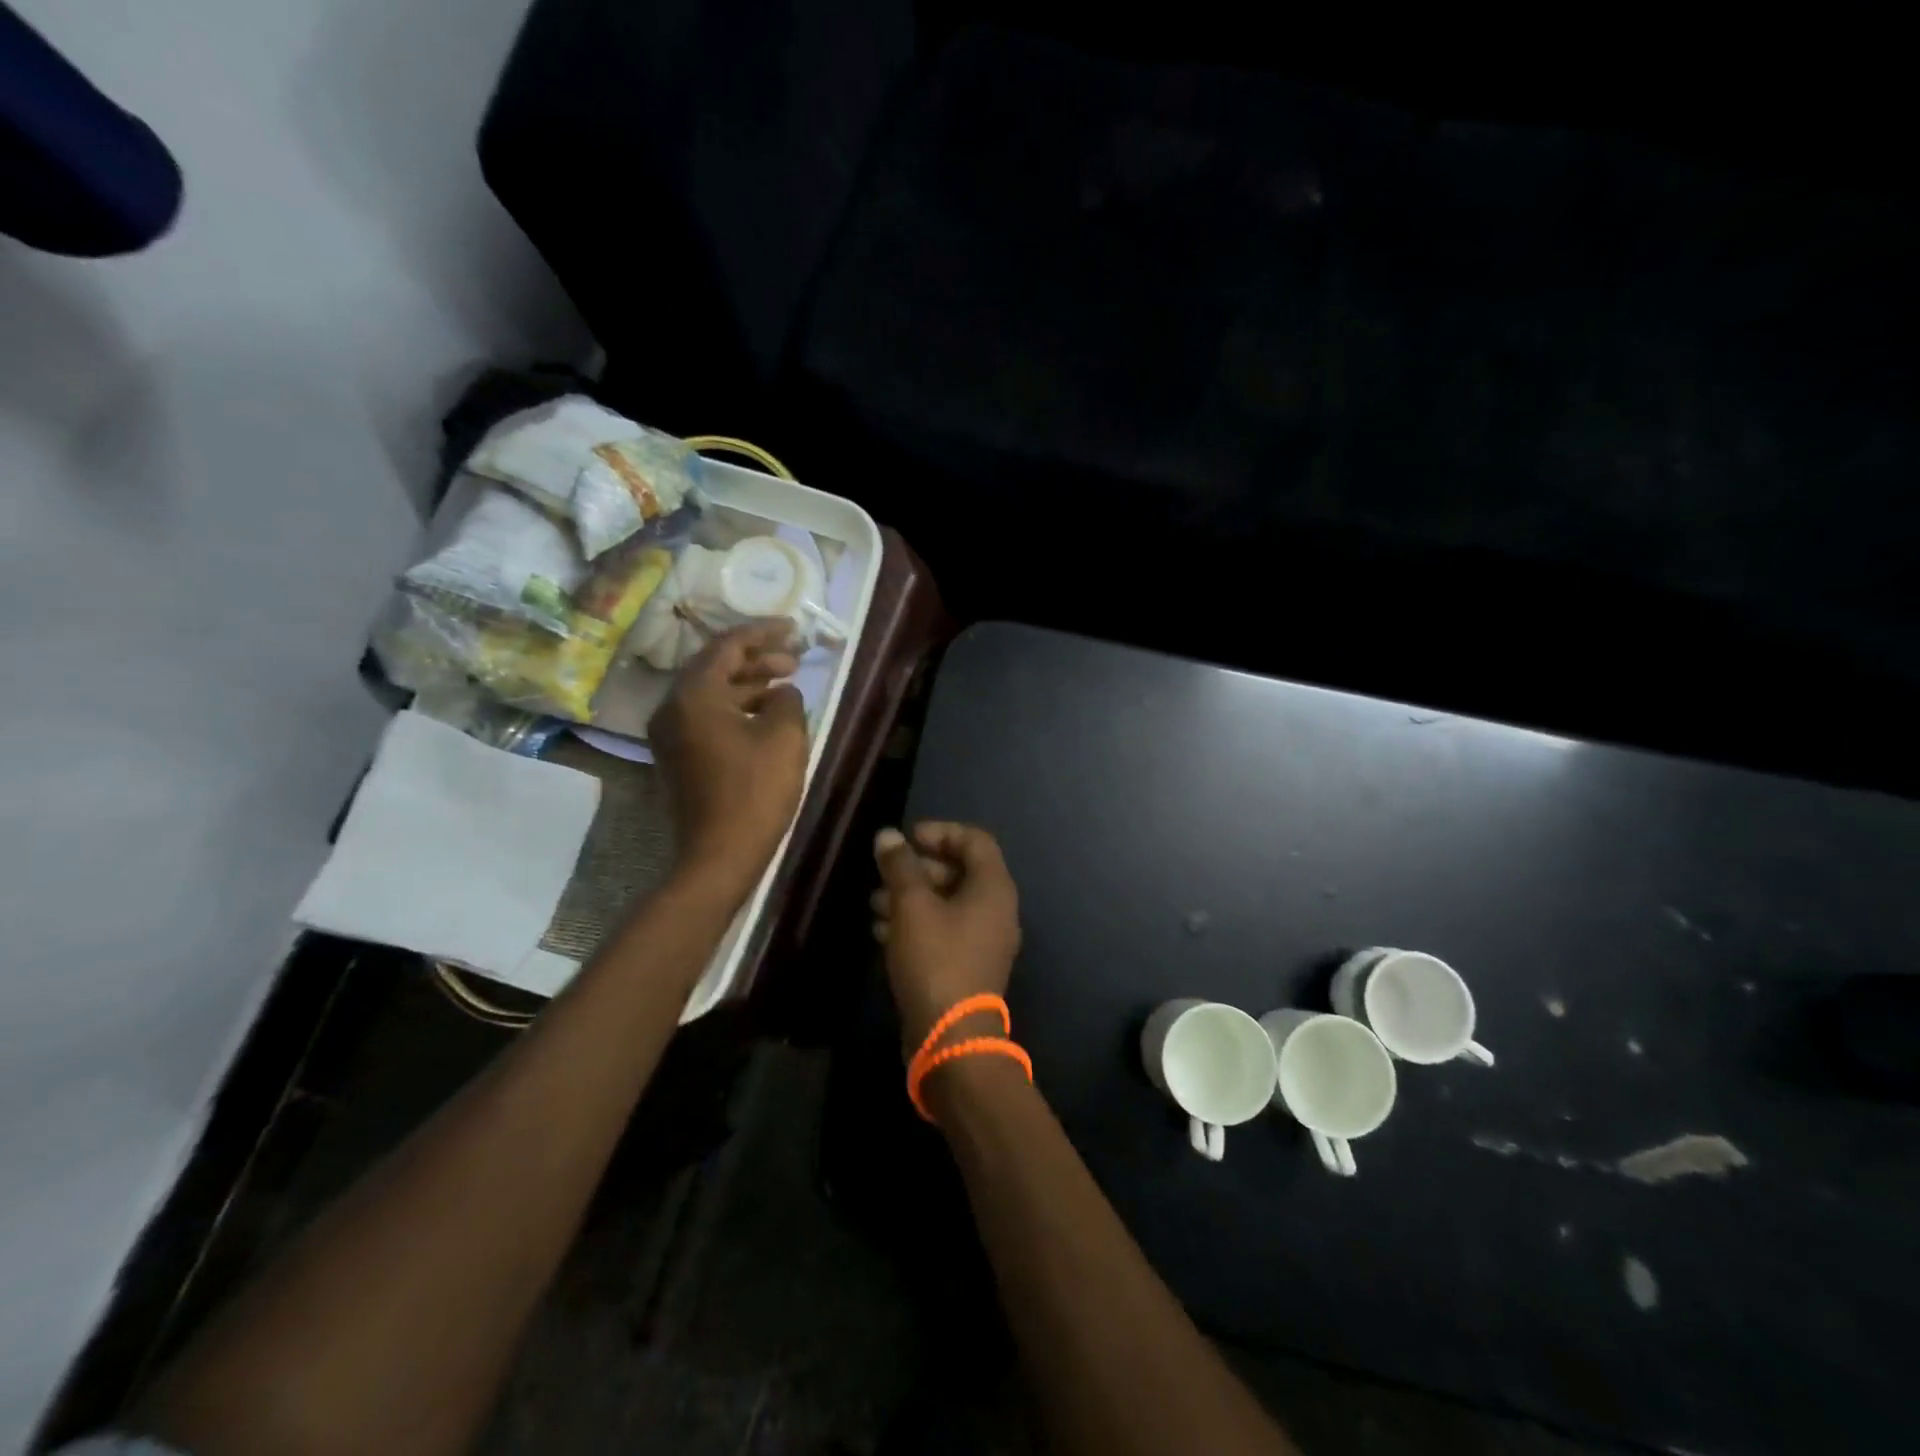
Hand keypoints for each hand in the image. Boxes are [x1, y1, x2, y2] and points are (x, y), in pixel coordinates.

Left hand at [649, 623, 807, 903]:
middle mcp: (672, 707)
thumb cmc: (755, 792)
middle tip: (794, 659)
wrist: (719, 855)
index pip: (728, 646)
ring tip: (785, 684)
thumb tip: (781, 691)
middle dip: (757, 658)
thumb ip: (786, 699)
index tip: (794, 628)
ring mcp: (671, 734)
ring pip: (711, 692)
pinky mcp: (678, 756)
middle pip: (715, 667)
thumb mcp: (784, 737)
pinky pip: (707, 715)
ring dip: (748, 684)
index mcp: (694, 695)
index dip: (764, 632)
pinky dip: (736, 707)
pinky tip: (765, 715)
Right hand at [872, 822, 1021, 1054]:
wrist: (952, 1037)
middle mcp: (996, 910)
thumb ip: (900, 866)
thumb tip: (888, 836)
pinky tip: (881, 931)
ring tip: (874, 903)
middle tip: (885, 873)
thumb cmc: (935, 959)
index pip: (974, 840)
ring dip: (911, 898)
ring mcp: (984, 940)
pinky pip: (944, 931)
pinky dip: (916, 924)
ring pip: (947, 904)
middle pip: (960, 871)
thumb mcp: (912, 906)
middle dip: (918, 868)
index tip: (907, 838)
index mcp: (993, 888)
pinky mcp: (968, 965)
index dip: (941, 832)